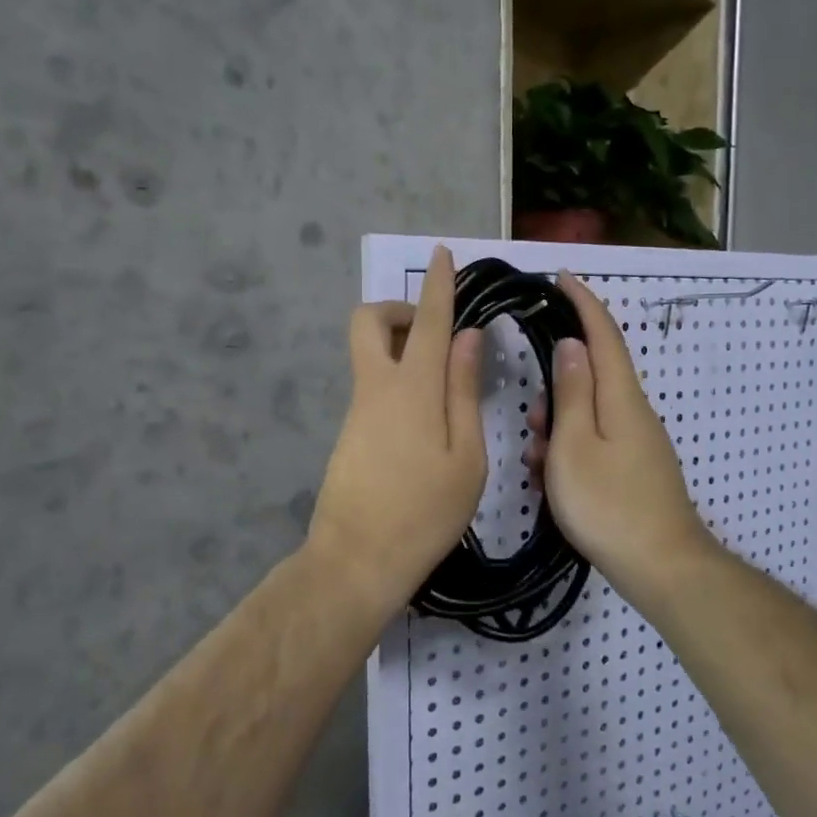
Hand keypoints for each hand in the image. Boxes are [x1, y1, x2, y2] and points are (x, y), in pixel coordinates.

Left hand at [306, 245, 485, 615]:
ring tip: (446, 386)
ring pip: (370, 354)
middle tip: (435, 333)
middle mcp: (377, 387)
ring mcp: (357, 411)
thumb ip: (464, 391)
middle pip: (368, 322)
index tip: (441, 254)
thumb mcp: (466, 456)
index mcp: (413, 388)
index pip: (427, 321)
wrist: (357, 561)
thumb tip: (467, 337)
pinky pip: (373, 386)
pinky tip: (427, 422)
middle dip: (398, 310)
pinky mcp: (349, 434)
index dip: (437, 285)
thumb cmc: (426, 512)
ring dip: (402, 348)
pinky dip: (398, 380)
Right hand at [523, 273, 714, 596]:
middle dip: (558, 388)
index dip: (582, 303)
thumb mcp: (575, 445)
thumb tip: (572, 344)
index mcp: (622, 397)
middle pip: (594, 377)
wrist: (661, 565)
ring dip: (559, 427)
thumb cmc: (608, 504)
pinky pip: (597, 443)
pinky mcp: (636, 469)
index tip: (561, 278)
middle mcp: (635, 412)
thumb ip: (573, 392)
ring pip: (591, 415)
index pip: (603, 335)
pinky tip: (552, 481)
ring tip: (538, 462)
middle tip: (532, 420)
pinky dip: (572, 450)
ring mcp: (639, 443)